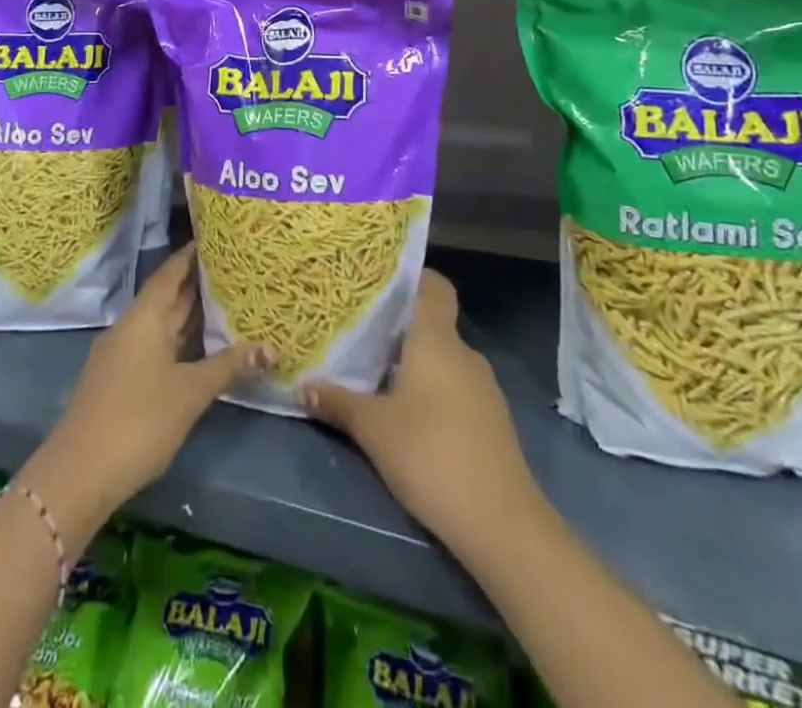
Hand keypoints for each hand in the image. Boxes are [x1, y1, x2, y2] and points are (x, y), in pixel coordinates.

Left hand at [23, 246, 271, 540]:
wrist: (78, 475)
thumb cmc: (138, 420)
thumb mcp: (190, 392)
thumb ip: (229, 367)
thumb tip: (272, 348)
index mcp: (144, 318)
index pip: (170, 274)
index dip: (190, 256)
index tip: (215, 239)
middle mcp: (131, 328)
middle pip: (166, 298)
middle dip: (196, 284)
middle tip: (233, 269)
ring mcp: (122, 357)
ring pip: (161, 325)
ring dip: (189, 315)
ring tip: (226, 303)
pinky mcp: (120, 383)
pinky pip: (155, 348)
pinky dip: (179, 342)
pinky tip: (200, 350)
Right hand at [304, 270, 537, 553]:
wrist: (501, 523)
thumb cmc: (431, 454)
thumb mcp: (373, 429)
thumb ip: (337, 402)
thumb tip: (300, 386)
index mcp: (437, 340)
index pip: (434, 286)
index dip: (412, 277)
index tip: (380, 282)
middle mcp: (464, 354)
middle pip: (432, 324)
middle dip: (398, 328)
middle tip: (359, 332)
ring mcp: (484, 388)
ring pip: (443, 359)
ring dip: (414, 364)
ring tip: (376, 374)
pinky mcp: (492, 421)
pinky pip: (456, 388)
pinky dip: (432, 391)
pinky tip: (409, 416)